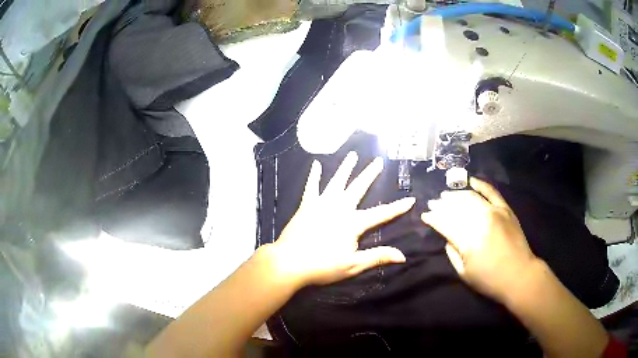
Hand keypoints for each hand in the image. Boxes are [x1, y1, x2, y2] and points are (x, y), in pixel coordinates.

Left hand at [266, 152, 415, 286]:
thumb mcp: (353, 265)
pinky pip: (311, 187)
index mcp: (353, 223)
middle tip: (378, 161)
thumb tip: (403, 256)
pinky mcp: (306, 205)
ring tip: (353, 154)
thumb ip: (377, 257)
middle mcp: (339, 208)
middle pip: (358, 188)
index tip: (411, 199)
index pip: (381, 214)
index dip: (397, 208)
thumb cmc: (322, 266)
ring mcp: (321, 204)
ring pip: (337, 181)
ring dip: (346, 168)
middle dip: (370, 174)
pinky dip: (314, 175)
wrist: (289, 262)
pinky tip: (316, 164)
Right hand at [421, 177, 538, 300]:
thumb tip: (447, 238)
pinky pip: (492, 191)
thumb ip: (452, 253)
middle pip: (456, 207)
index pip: (445, 223)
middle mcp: (480, 221)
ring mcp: (494, 212)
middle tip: (432, 203)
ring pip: (471, 197)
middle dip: (442, 205)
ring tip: (446, 194)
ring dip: (456, 195)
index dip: (433, 218)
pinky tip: (471, 180)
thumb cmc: (489, 279)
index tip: (425, 215)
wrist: (519, 275)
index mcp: (468, 240)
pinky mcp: (505, 209)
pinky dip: (481, 184)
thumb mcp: (464, 273)